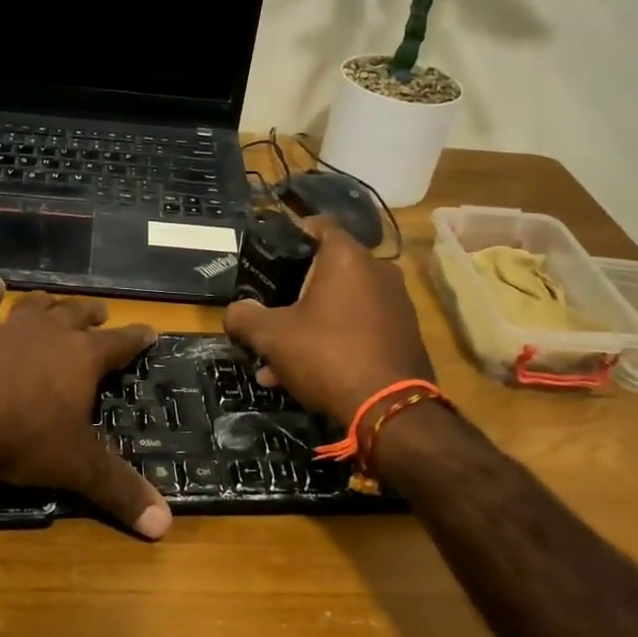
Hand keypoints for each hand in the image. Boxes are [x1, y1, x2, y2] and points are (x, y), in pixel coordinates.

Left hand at [0, 279, 171, 539]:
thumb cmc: (24, 436)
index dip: (137, 338)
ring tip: (57, 297)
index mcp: (83, 358)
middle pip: (77, 316)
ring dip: (49, 302)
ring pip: (36, 307)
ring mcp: (9, 330)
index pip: (121, 343)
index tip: (150, 330)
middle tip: (102, 311)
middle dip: (92, 314)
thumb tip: (165, 526)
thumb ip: (120, 491)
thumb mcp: (77, 467)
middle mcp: (50, 334)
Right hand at [223, 217, 435, 427]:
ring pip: (341, 304)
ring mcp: (396, 304)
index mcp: (347, 257)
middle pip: (327, 270)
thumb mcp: (272, 336)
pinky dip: (334, 341)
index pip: (318, 225)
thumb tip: (233, 312)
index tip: (270, 256)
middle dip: (294, 293)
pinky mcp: (404, 334)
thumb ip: (245, 317)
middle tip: (269, 313)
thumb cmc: (327, 355)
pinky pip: (359, 328)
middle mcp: (378, 271)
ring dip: (310, 324)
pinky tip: (305, 376)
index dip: (291, 235)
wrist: (390, 410)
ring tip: (277, 361)